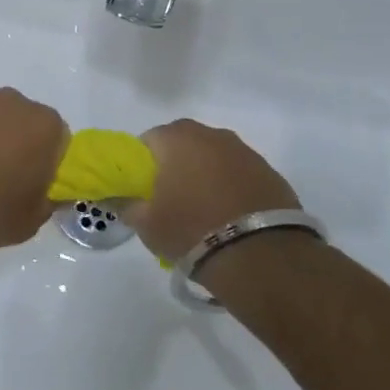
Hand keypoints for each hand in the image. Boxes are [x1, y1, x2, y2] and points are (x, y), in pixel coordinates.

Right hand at [125, 120, 299, 265]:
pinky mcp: (270, 173)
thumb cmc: (191, 229)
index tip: (142, 189)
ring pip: (215, 158)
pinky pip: (240, 175)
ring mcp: (245, 152)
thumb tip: (118, 199)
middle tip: (170, 199)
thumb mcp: (147, 224)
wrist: (260, 255)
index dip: (142, 164)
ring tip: (203, 210)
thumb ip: (127, 206)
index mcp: (177, 138)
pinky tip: (230, 216)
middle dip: (175, 165)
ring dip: (206, 175)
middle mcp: (212, 135)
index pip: (148, 140)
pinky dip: (232, 188)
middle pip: (184, 144)